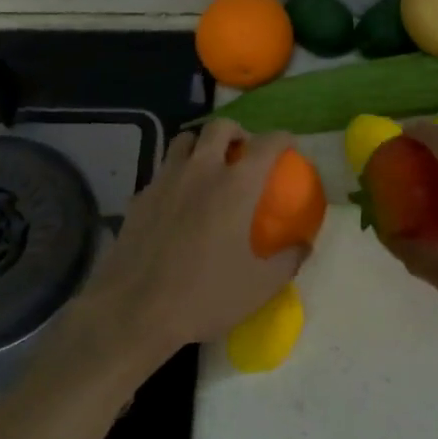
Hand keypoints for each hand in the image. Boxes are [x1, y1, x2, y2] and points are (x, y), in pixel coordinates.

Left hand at [68, 119, 307, 370]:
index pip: (267, 144)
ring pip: (183, 141)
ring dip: (201, 145)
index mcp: (236, 185)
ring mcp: (164, 181)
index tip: (288, 146)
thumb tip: (303, 246)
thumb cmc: (204, 296)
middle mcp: (200, 171)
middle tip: (244, 151)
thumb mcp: (259, 286)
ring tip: (208, 167)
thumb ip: (288, 261)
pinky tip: (177, 203)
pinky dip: (175, 176)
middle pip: (219, 127)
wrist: (133, 311)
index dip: (282, 139)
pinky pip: (161, 172)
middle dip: (237, 131)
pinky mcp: (138, 198)